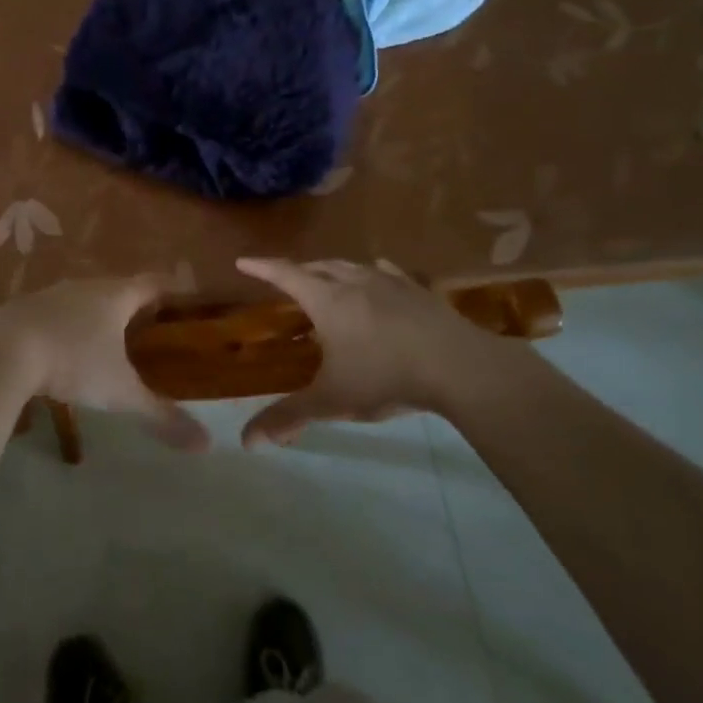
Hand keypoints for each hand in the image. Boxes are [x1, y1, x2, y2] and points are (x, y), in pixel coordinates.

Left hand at [0, 277, 207, 450]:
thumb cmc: (72, 362)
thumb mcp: (119, 393)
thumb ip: (161, 415)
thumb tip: (206, 444)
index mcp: (115, 296)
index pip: (152, 283)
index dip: (170, 288)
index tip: (183, 294)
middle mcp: (84, 286)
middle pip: (117, 287)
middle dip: (133, 302)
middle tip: (149, 320)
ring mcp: (50, 294)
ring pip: (82, 298)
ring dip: (95, 312)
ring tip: (106, 335)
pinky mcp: (21, 308)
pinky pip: (53, 312)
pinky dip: (64, 324)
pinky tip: (61, 346)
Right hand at [234, 258, 509, 446]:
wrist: (458, 366)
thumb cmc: (386, 378)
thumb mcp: (333, 401)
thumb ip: (289, 417)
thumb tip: (247, 441)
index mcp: (326, 300)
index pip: (285, 275)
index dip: (262, 268)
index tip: (243, 261)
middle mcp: (353, 281)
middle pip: (318, 266)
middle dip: (298, 270)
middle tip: (286, 279)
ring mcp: (389, 282)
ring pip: (351, 265)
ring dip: (333, 269)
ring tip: (327, 278)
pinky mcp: (418, 290)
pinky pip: (387, 271)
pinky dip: (372, 272)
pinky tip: (378, 276)